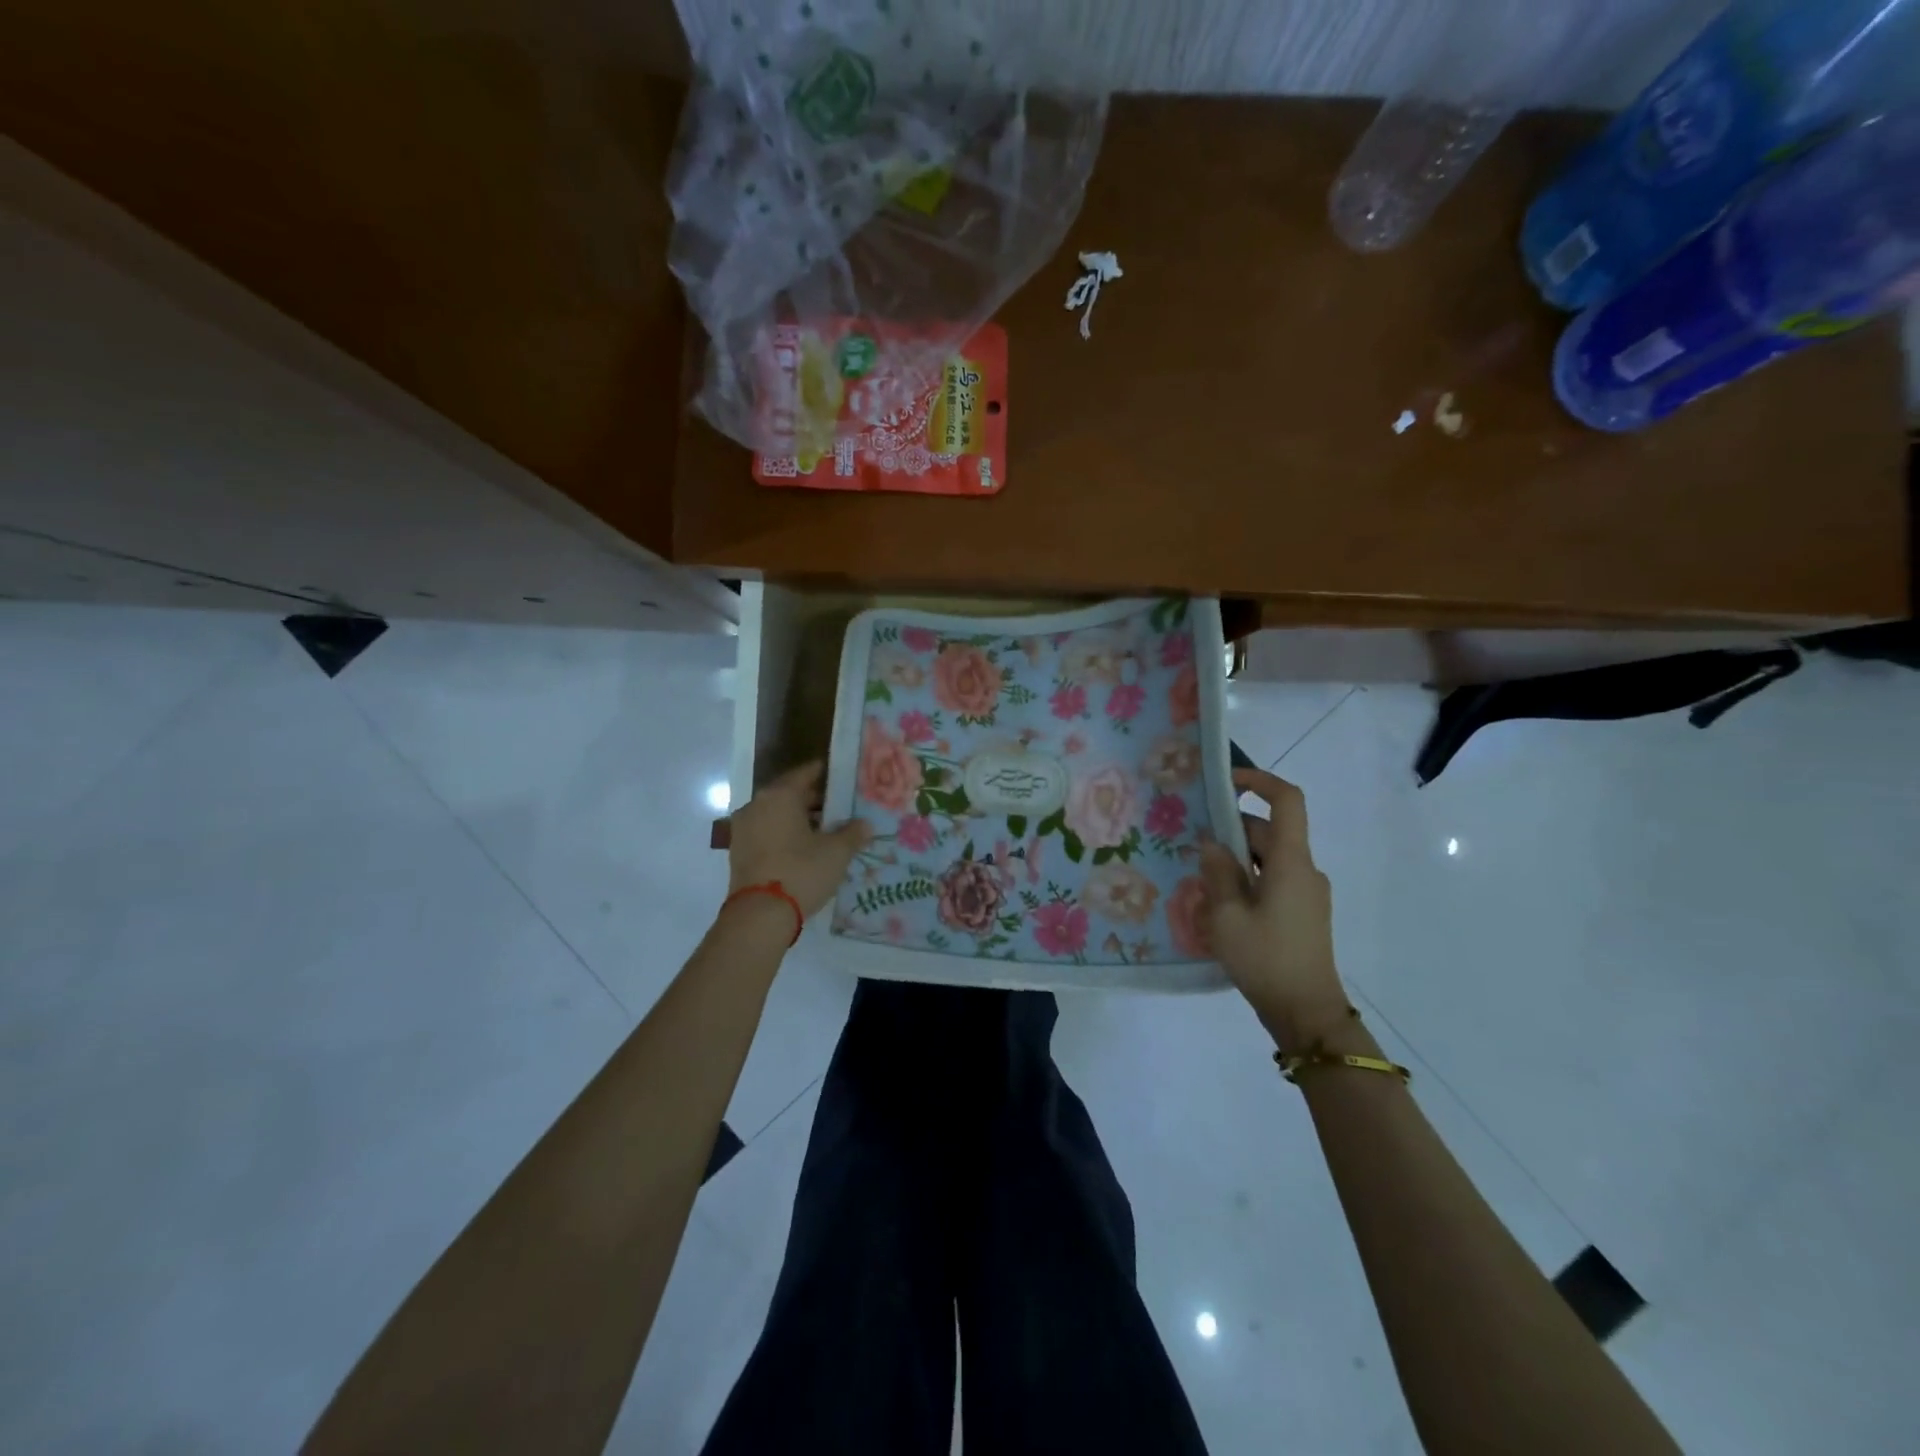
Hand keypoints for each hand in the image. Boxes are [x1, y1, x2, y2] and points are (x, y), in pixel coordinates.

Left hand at [726, 761, 870, 918]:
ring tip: (825, 831)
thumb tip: (865, 824)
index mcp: (780, 795)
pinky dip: (784, 835)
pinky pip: (766, 833)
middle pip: (789, 794)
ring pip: (776, 815)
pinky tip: (804, 849)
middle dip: (814, 801)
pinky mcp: (738, 851)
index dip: (825, 774)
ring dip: (798, 820)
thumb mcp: (836, 852)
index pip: (805, 773)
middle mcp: (757, 804)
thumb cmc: (801, 871)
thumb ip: (853, 833)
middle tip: (839, 808)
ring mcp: (743, 828)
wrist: (759, 915)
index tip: (842, 777)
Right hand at [1199, 768, 1348, 1051]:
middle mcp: (1304, 870)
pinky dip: (1247, 881)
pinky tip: (1219, 905)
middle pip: (1268, 832)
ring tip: (1198, 878)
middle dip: (1230, 831)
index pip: (1287, 801)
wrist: (1306, 1014)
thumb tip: (1212, 844)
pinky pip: (1272, 882)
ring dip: (1236, 860)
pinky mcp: (1302, 914)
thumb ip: (1217, 873)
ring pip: (1268, 859)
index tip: (1226, 780)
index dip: (1260, 781)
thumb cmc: (1265, 959)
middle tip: (1191, 844)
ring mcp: (1307, 893)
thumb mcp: (1225, 916)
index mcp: (1291, 862)